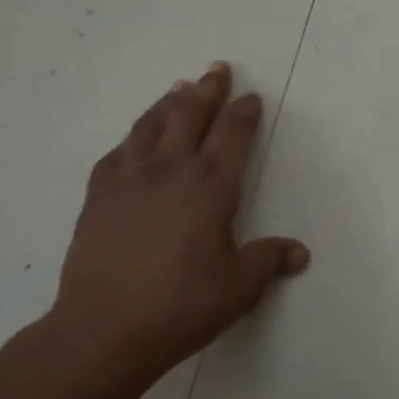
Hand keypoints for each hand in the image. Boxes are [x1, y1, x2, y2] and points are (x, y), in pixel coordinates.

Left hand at [48, 61, 308, 387]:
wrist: (104, 329)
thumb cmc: (181, 306)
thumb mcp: (238, 288)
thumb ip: (268, 261)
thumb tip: (300, 253)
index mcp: (211, 186)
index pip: (233, 134)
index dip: (244, 112)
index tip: (251, 98)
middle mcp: (171, 169)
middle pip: (191, 113)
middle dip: (208, 89)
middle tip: (217, 69)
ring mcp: (129, 177)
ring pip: (151, 123)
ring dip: (169, 102)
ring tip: (179, 88)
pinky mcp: (98, 194)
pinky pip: (118, 151)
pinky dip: (134, 136)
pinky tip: (136, 139)